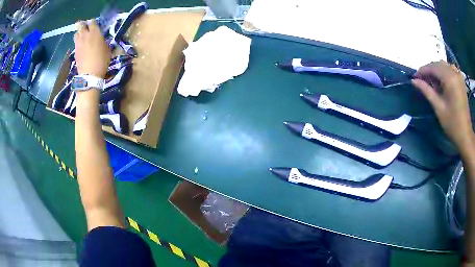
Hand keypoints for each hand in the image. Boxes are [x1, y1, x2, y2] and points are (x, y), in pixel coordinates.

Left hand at [74, 20, 109, 77]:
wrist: (90, 75)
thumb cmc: (102, 60)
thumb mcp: (106, 49)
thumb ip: (102, 41)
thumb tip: (100, 39)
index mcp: (95, 32)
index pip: (92, 22)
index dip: (93, 23)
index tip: (95, 25)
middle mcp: (85, 35)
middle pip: (81, 25)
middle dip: (83, 25)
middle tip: (86, 28)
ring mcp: (79, 43)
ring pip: (76, 33)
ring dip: (79, 33)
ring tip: (82, 37)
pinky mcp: (75, 51)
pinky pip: (75, 43)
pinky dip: (78, 42)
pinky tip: (81, 46)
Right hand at [412, 60, 473, 149]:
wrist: (465, 134)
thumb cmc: (452, 123)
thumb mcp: (438, 107)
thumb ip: (427, 91)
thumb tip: (414, 81)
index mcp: (450, 79)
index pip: (433, 67)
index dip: (423, 70)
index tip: (415, 77)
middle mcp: (454, 73)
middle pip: (438, 64)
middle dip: (429, 70)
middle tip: (422, 80)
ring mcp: (459, 76)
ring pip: (444, 66)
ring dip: (436, 71)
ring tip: (432, 82)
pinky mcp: (461, 80)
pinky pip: (450, 69)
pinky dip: (444, 72)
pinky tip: (442, 81)